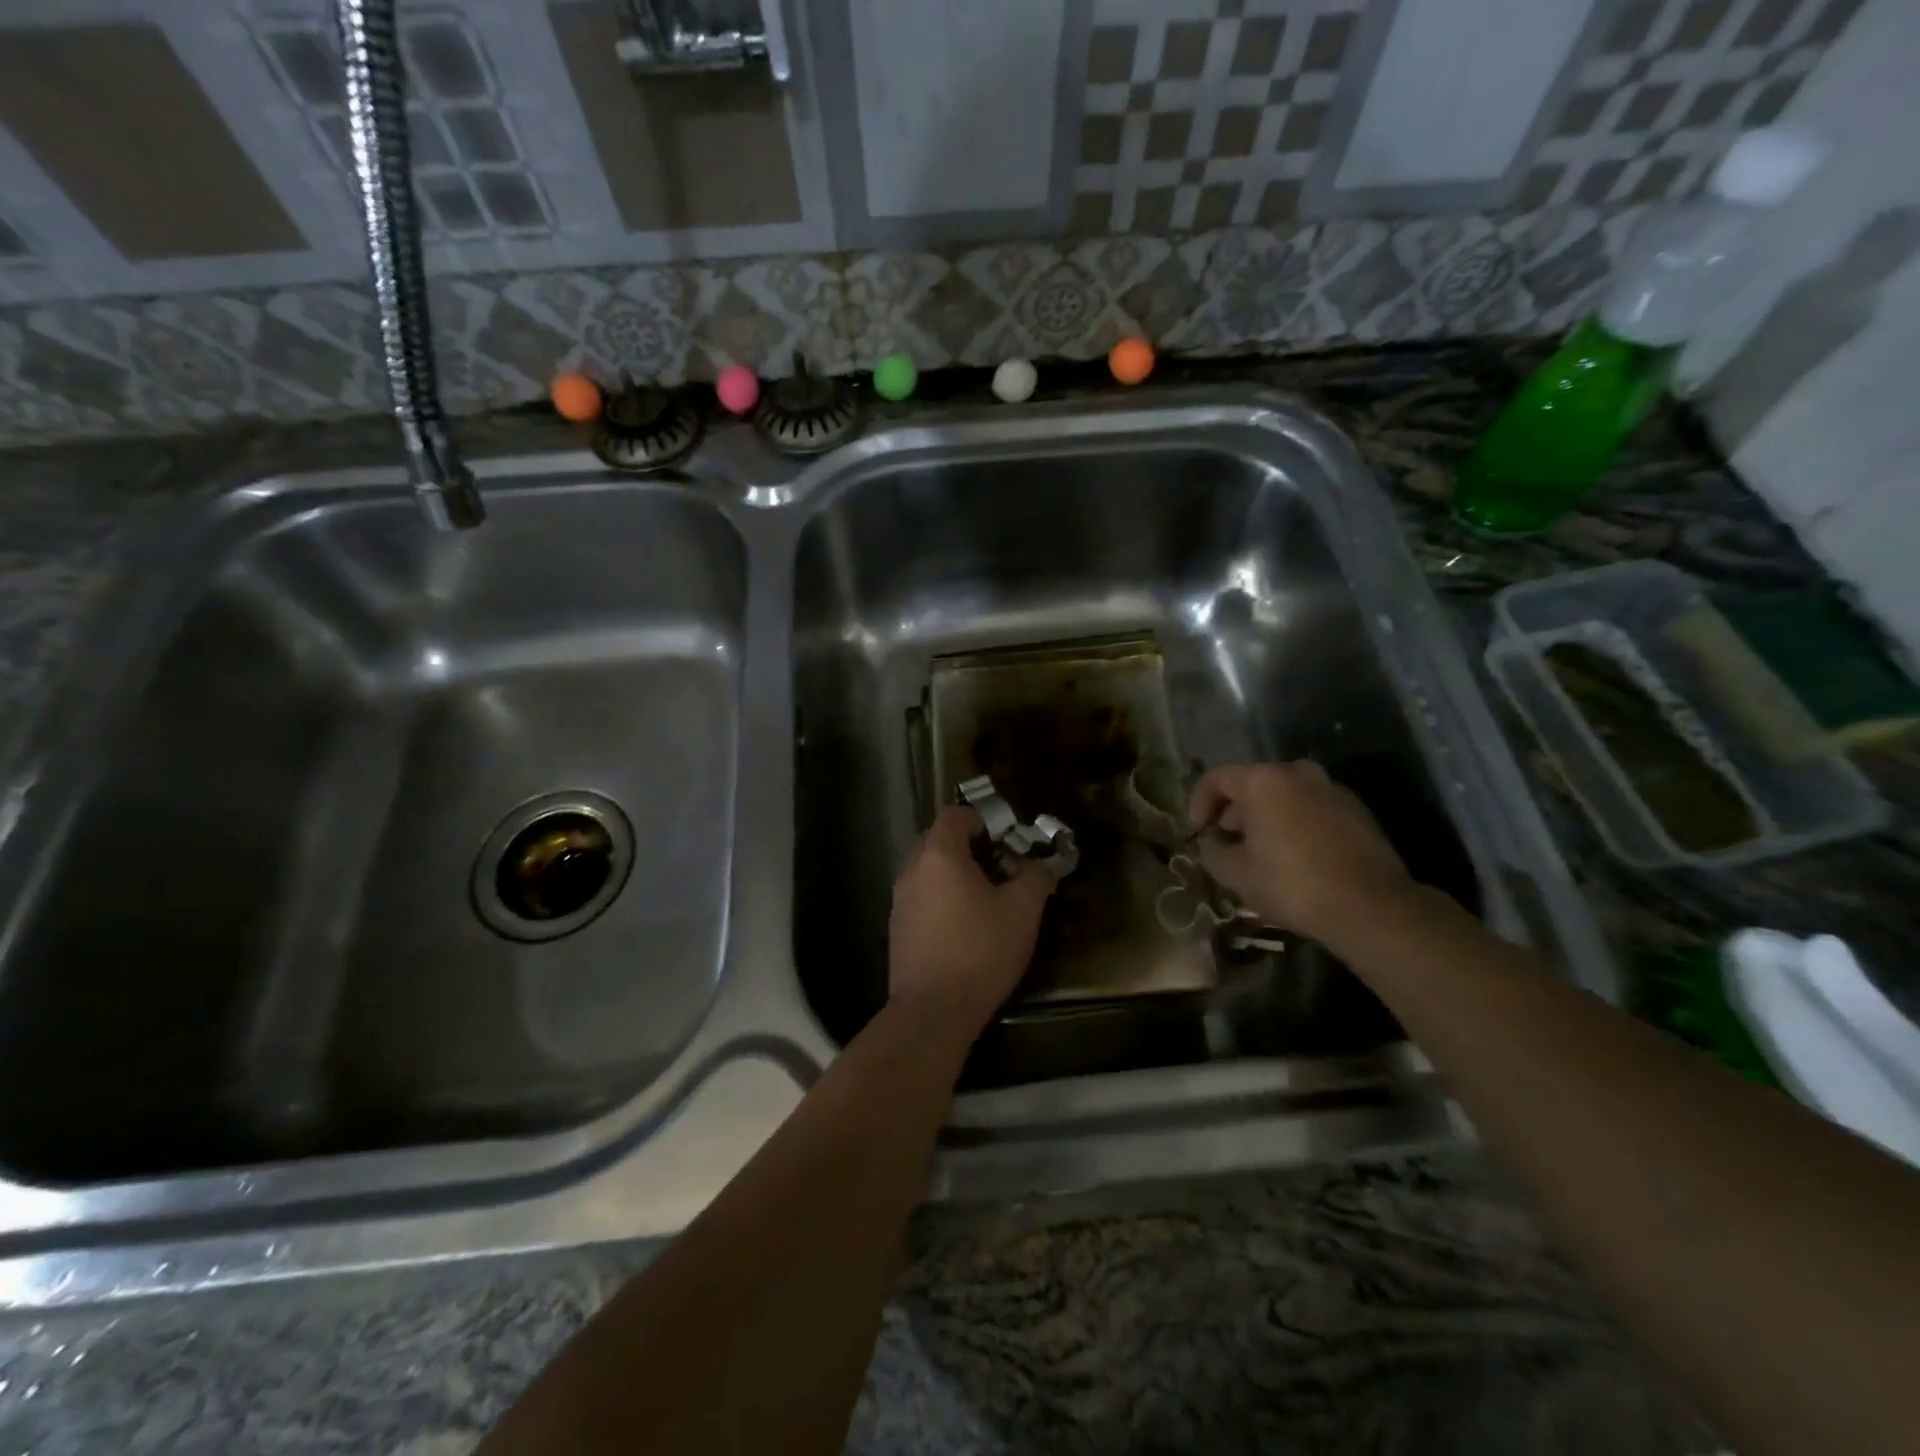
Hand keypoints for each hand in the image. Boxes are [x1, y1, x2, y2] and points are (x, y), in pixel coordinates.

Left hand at [888, 806, 1056, 1039]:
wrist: (933, 1011)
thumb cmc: (980, 951)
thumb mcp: (1022, 911)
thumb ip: (1035, 877)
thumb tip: (1044, 864)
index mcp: (939, 854)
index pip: (954, 814)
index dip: (981, 820)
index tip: (1004, 842)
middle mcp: (912, 869)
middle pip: (938, 840)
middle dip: (968, 847)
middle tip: (999, 869)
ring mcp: (899, 900)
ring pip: (928, 871)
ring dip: (954, 875)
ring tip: (985, 900)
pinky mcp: (897, 928)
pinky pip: (921, 897)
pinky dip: (940, 899)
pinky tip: (963, 928)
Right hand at [1188, 761, 1416, 944]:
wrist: (1371, 907)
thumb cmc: (1292, 884)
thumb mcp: (1235, 873)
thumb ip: (1211, 851)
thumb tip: (1210, 843)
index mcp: (1264, 781)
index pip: (1216, 779)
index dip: (1198, 804)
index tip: (1196, 833)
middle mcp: (1298, 773)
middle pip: (1252, 784)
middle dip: (1232, 812)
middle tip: (1225, 843)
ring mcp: (1332, 789)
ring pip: (1284, 795)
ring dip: (1264, 817)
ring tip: (1258, 852)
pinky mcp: (1356, 810)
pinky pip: (1310, 808)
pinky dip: (1294, 823)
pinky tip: (1293, 857)